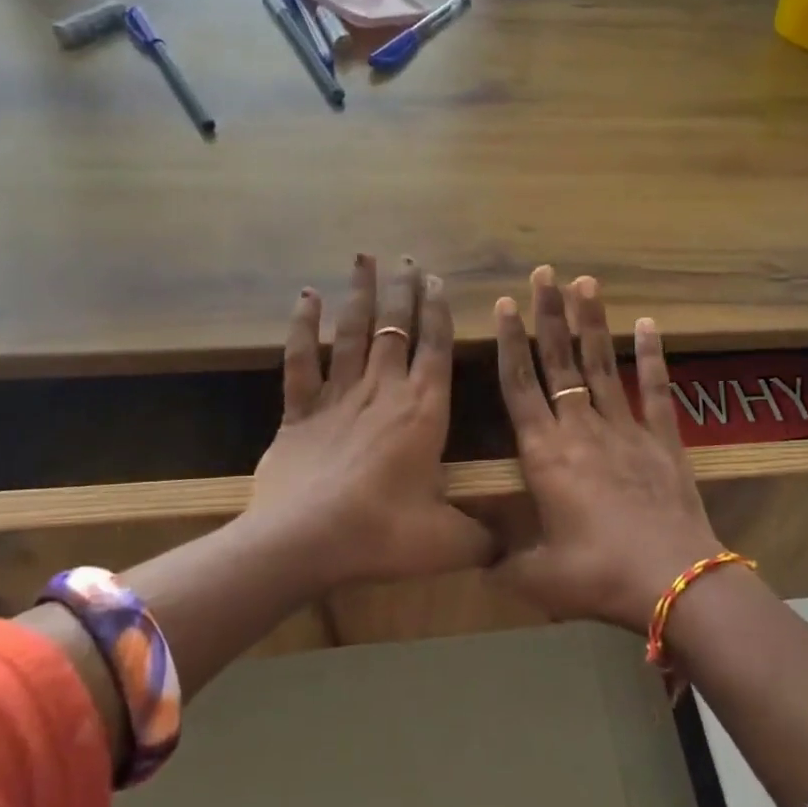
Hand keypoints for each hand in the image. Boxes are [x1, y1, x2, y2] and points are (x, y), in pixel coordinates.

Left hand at [247, 254, 492, 590]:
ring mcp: (338, 396)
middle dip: (402, 290)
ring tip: (365, 258)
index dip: (438, 312)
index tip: (437, 280)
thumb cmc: (383, 534)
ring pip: (352, 332)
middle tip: (406, 257)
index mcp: (423, 411)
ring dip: (360, 294)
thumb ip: (481, 540)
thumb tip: (508, 549)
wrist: (303, 541)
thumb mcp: (445, 543)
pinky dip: (302, 327)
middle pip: (396, 327)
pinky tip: (305, 297)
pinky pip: (300, 360)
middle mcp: (383, 390)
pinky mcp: (299, 410)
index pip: (436, 348)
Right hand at [488, 267, 725, 631]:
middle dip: (548, 315)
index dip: (510, 342)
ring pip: (601, 364)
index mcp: (545, 453)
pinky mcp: (662, 439)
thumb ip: (503, 563)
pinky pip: (655, 389)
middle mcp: (580, 428)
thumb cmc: (597, 574)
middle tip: (543, 273)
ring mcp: (625, 428)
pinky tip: (649, 324)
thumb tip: (476, 561)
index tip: (504, 304)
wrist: (673, 581)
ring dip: (591, 322)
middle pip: (559, 361)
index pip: (520, 385)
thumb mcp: (538, 578)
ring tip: (585, 282)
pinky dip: (653, 356)